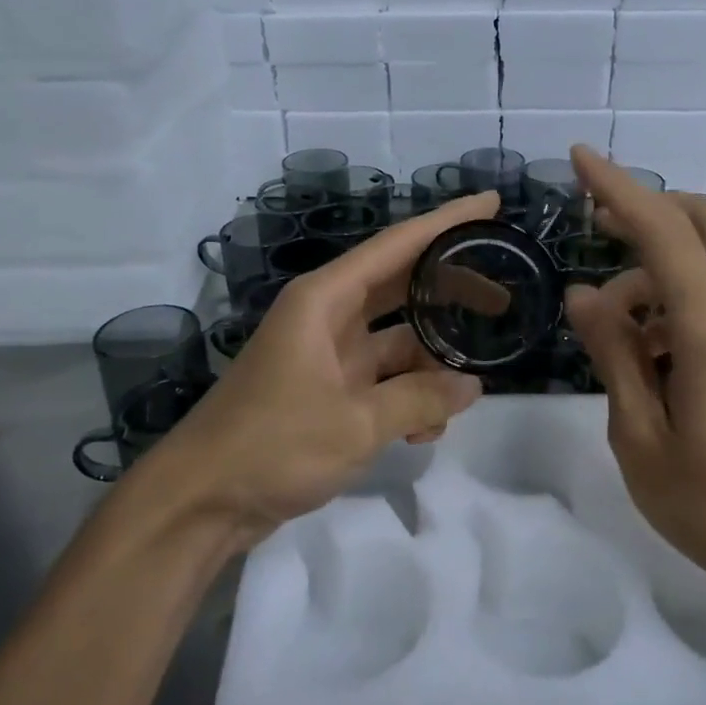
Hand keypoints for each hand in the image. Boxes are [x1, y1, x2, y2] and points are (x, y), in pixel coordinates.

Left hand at [143, 192, 497, 547]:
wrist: (201, 500)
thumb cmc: (272, 445)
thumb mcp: (356, 423)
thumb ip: (420, 399)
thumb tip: (473, 386)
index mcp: (325, 299)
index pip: (398, 245)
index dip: (447, 223)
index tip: (492, 203)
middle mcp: (327, 316)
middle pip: (402, 286)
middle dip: (451, 291)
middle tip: (504, 298)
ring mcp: (327, 354)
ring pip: (397, 341)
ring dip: (431, 365)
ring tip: (469, 390)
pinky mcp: (328, 390)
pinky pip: (382, 380)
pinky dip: (408, 397)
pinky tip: (426, 432)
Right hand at [561, 147, 705, 594]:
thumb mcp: (638, 435)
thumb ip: (613, 354)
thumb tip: (584, 292)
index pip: (663, 235)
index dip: (619, 189)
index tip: (580, 158)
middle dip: (652, 206)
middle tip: (598, 226)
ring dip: (657, 263)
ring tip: (610, 321)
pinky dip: (675, 292)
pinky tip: (644, 345)